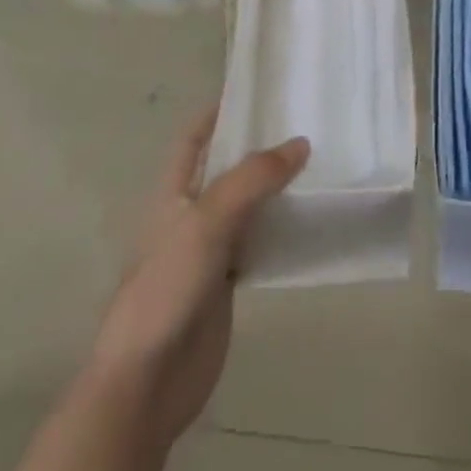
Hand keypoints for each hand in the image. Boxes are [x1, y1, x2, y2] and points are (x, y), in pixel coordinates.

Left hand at [85, 110, 308, 447]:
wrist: (149, 379)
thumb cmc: (166, 288)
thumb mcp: (206, 223)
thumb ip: (252, 180)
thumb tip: (299, 144)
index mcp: (173, 192)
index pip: (194, 139)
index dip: (218, 113)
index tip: (257, 91)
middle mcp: (191, 214)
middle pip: (227, 169)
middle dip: (260, 148)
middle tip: (307, 124)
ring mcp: (210, 249)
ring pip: (248, 205)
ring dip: (276, 188)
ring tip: (320, 163)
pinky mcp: (228, 281)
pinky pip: (260, 242)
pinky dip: (283, 229)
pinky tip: (312, 220)